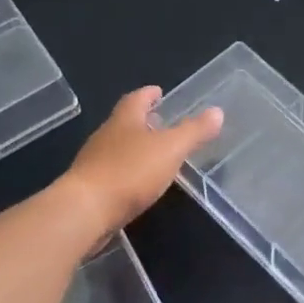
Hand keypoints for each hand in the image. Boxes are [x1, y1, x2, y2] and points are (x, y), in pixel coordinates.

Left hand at [58, 87, 221, 232]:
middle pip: (125, 122)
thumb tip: (217, 111)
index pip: (136, 99)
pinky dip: (128, 171)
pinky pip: (113, 172)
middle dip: (142, 120)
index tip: (158, 91)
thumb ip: (194, 131)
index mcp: (124, 121)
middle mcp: (106, 136)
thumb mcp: (170, 149)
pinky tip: (139, 183)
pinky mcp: (91, 188)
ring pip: (117, 147)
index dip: (148, 94)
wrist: (85, 211)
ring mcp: (94, 163)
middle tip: (160, 122)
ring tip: (155, 154)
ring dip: (135, 147)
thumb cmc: (130, 172)